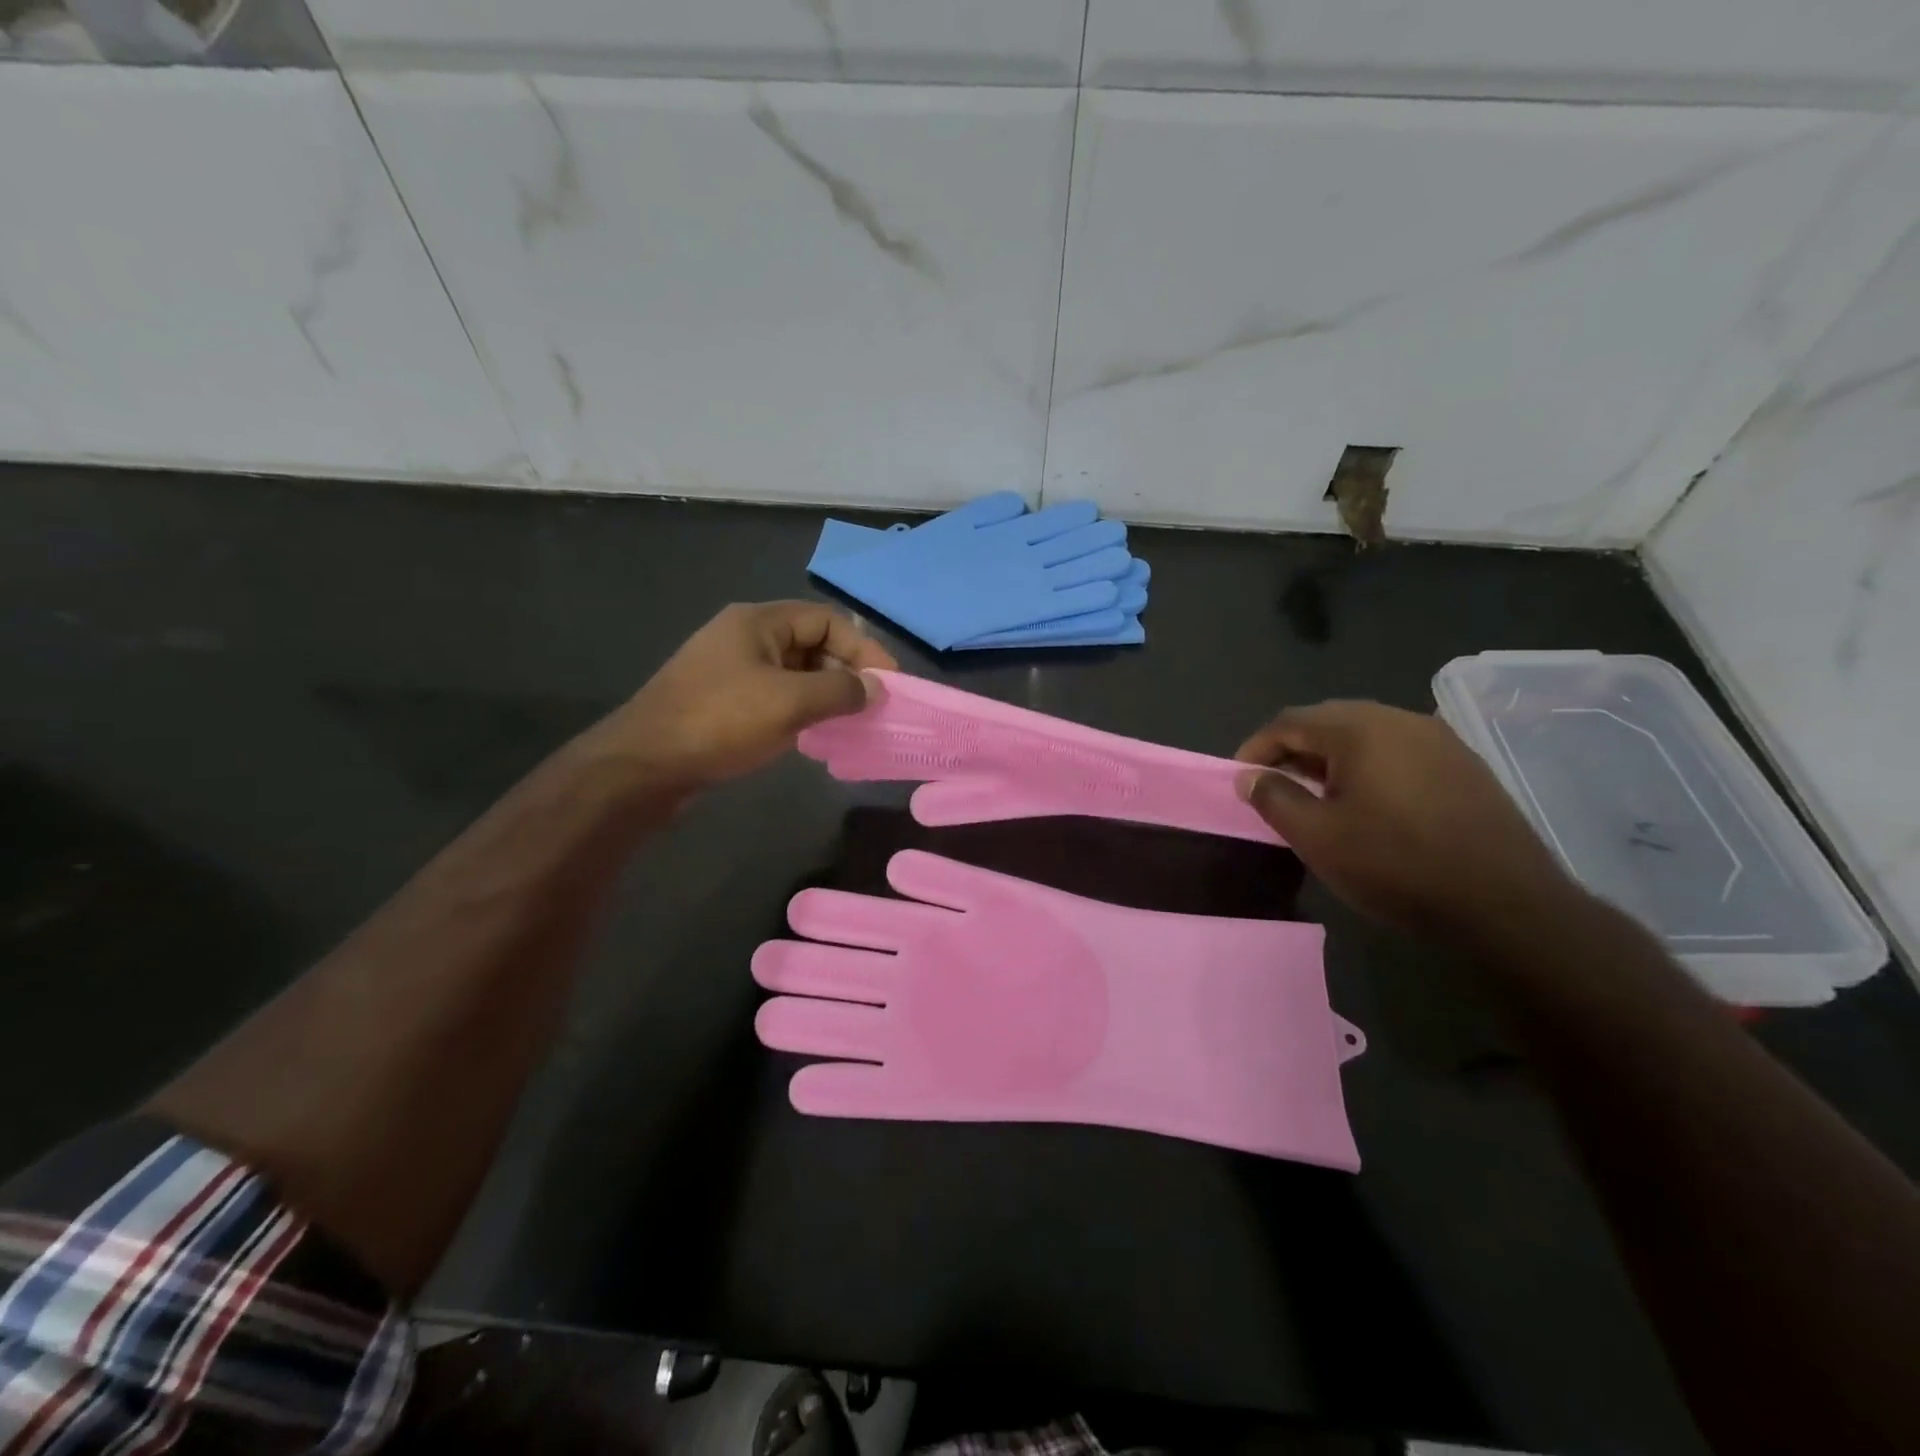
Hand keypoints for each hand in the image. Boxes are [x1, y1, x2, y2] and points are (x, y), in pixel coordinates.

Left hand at [601, 602, 895, 790]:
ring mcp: (731, 668)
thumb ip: (840, 690)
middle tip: (872, 706)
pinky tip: (814, 734)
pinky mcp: (722, 699)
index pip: (828, 620)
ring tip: (850, 721)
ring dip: (825, 693)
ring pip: (794, 672)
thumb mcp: (790, 703)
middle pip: (811, 642)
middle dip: (845, 671)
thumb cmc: (720, 721)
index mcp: (759, 622)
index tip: (889, 683)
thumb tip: (876, 688)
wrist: (644, 764)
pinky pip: (775, 694)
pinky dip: (801, 708)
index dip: (864, 648)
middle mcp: (745, 636)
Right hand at [1234, 700, 1581, 941]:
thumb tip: (1250, 777)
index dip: (1257, 747)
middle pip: (1329, 720)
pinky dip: (1369, 766)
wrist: (1504, 904)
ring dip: (1332, 758)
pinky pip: (1399, 751)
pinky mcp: (1465, 764)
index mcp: (1359, 729)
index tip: (1241, 778)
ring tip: (1318, 796)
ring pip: (1366, 735)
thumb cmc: (1395, 864)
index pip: (1290, 721)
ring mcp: (1439, 739)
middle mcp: (1400, 719)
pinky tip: (1369, 802)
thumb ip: (1274, 798)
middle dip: (1294, 749)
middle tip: (1275, 785)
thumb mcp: (1317, 837)